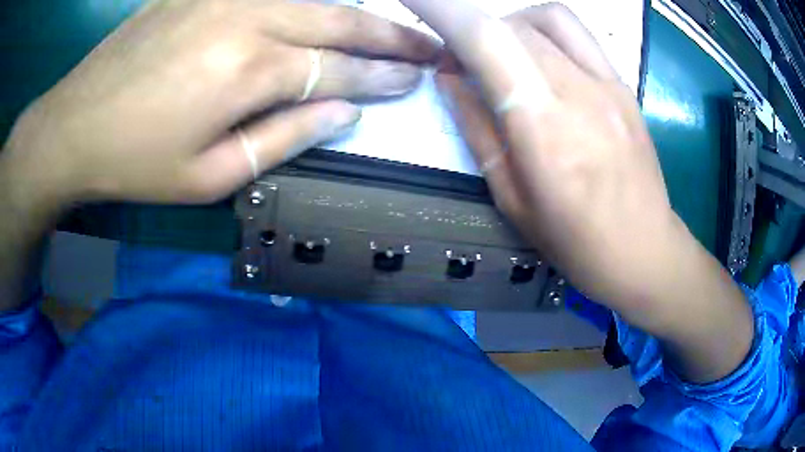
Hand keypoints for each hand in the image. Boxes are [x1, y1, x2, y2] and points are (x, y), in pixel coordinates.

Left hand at [1, 0, 438, 207]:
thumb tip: (341, 113)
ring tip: (391, 25)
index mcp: (249, 72)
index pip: (340, 69)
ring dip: (358, 12)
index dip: (383, 77)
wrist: (76, 125)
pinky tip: (324, 4)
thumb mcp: (209, 177)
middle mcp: (247, 18)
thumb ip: (282, 139)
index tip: (417, 80)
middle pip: (339, 21)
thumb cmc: (136, 162)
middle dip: (391, 35)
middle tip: (429, 45)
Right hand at [404, 1, 678, 308]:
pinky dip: (545, 31)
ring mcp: (607, 83)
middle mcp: (577, 91)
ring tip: (504, 58)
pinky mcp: (623, 84)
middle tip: (461, 62)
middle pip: (512, 26)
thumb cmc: (575, 241)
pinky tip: (542, 60)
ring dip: (511, 26)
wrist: (645, 250)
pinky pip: (577, 34)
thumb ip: (478, 128)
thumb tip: (450, 76)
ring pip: (546, 18)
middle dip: (472, 31)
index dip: (444, 8)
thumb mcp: (511, 197)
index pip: (486, 41)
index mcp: (543, 128)